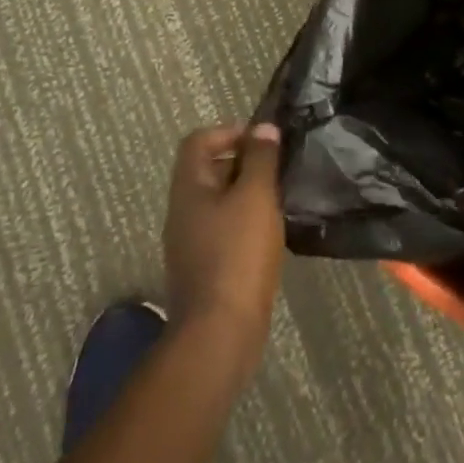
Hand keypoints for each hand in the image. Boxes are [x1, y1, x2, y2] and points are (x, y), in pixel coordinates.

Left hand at [162, 124, 285, 379]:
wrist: (220, 334)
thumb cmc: (237, 254)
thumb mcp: (255, 196)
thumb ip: (260, 159)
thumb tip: (263, 128)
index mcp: (189, 188)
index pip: (198, 141)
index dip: (230, 132)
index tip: (264, 142)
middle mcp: (183, 211)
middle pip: (209, 170)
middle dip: (244, 163)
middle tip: (278, 170)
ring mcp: (191, 243)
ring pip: (219, 202)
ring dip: (248, 195)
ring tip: (280, 201)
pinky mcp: (205, 269)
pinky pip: (224, 231)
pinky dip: (246, 224)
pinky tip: (271, 235)